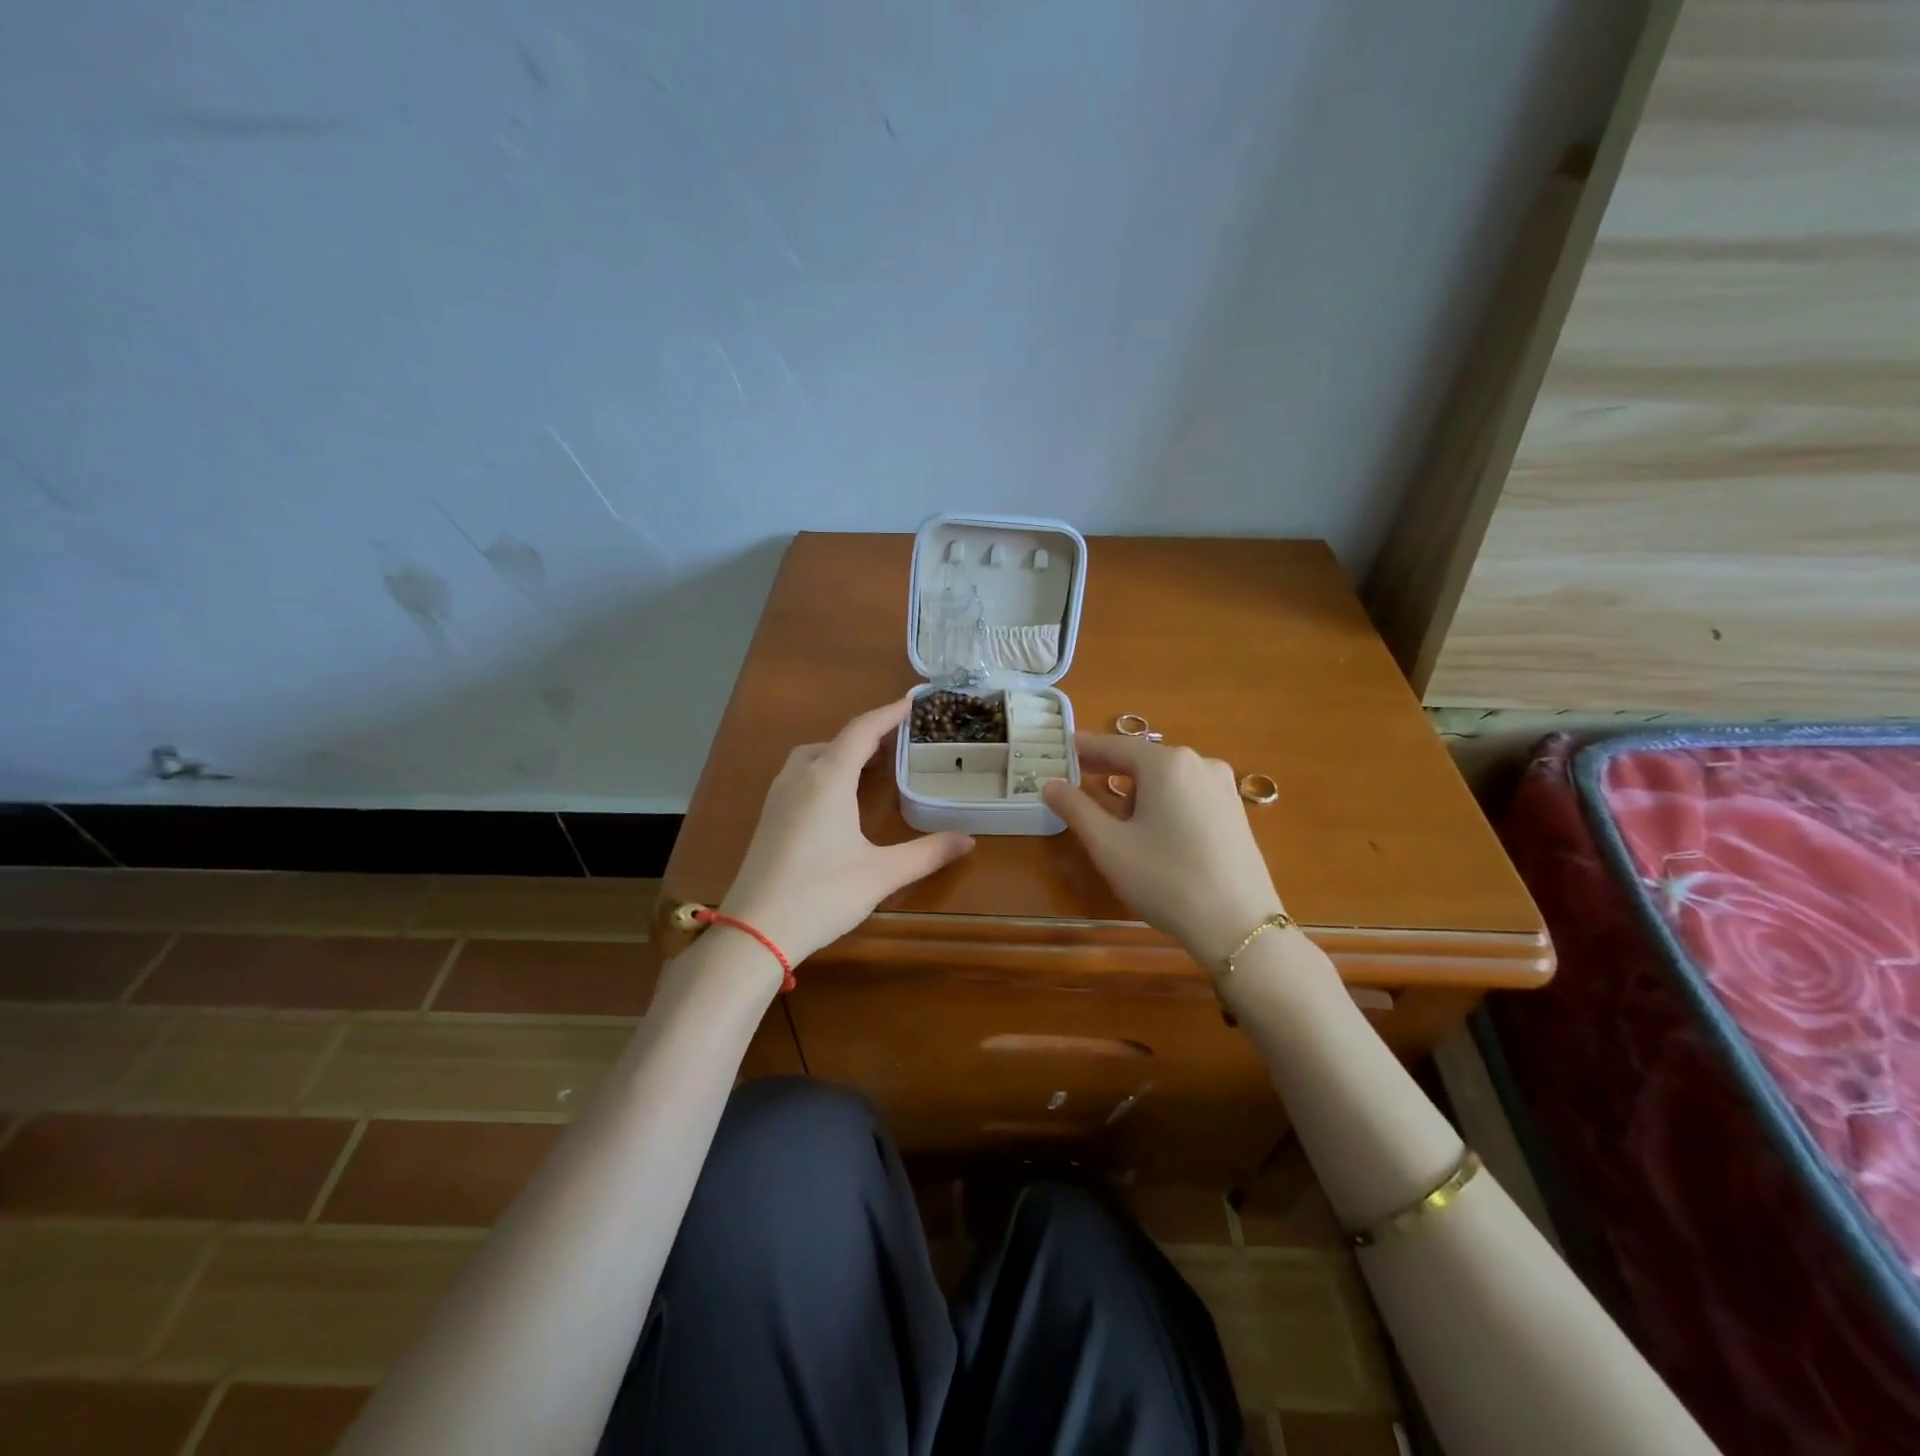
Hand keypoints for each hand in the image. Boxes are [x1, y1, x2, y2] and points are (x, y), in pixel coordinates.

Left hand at [721, 696, 975, 963]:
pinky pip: (799, 776)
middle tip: (897, 745)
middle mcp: (800, 778)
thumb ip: (927, 854)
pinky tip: (836, 800)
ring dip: (841, 753)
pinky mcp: (768, 818)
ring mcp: (778, 797)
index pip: (862, 731)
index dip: (888, 714)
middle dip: (866, 736)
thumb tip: (968, 840)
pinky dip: (823, 771)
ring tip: (868, 769)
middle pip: (835, 740)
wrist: (753, 931)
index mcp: (828, 780)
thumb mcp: (881, 874)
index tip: (911, 702)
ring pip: (812, 757)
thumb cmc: (821, 895)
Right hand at [1042, 735, 1285, 968]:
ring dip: (1140, 790)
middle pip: (1145, 760)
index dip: (1087, 748)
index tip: (1065, 748)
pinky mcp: (1236, 812)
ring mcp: (1224, 788)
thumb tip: (1050, 785)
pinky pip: (1190, 795)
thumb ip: (1076, 809)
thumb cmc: (1165, 879)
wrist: (1238, 925)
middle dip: (1112, 770)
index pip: (1117, 746)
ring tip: (1119, 820)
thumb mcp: (1109, 845)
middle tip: (1081, 780)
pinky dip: (1166, 802)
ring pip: (1168, 779)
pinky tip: (1157, 832)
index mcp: (1166, 764)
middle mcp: (1200, 764)